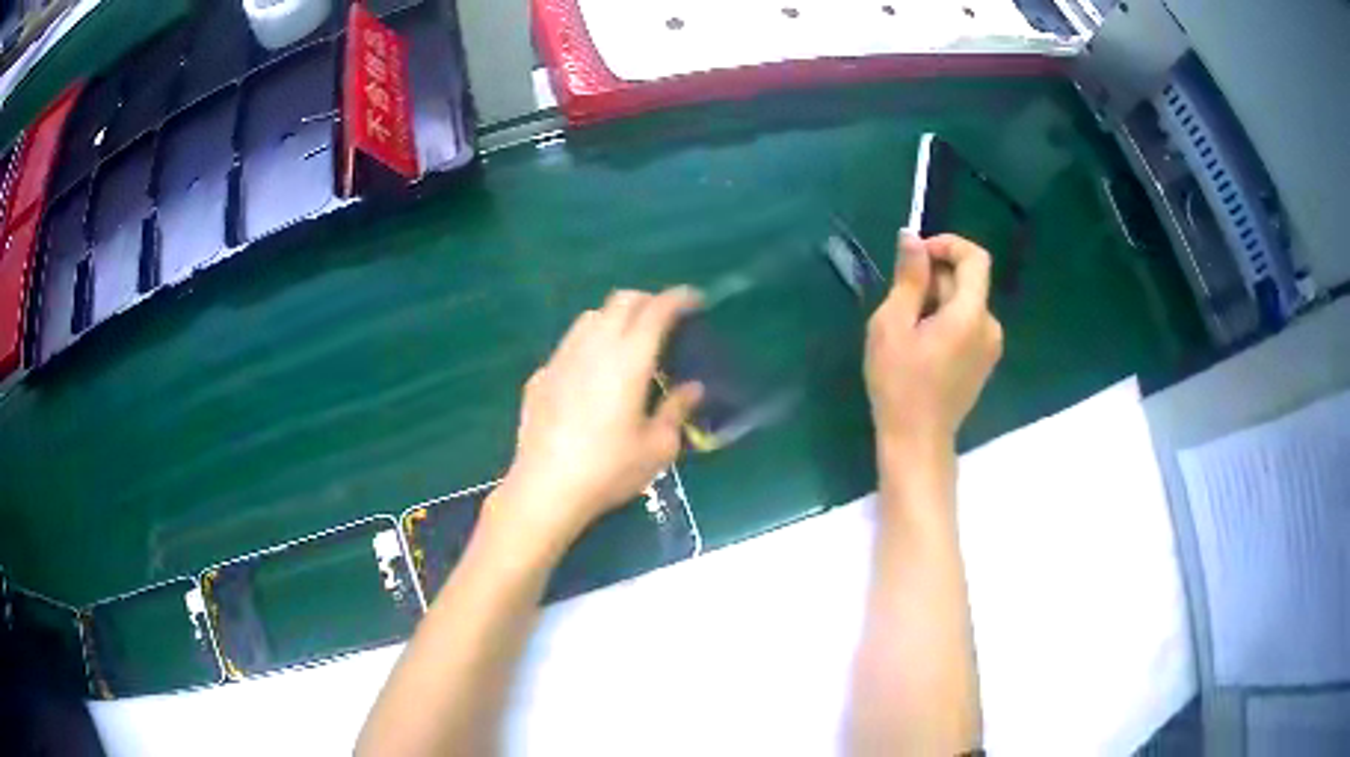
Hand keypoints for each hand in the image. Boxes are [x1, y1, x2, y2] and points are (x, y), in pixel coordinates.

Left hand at [492, 287, 703, 548]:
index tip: (694, 300)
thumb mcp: (657, 448)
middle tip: (664, 319)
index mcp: (629, 359)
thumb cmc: (609, 470)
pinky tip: (592, 375)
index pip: (656, 310)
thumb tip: (692, 388)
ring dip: (615, 318)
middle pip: (621, 301)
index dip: (678, 298)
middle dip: (647, 300)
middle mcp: (594, 346)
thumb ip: (677, 410)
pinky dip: (589, 344)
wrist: (546, 488)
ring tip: (628, 342)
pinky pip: (570, 345)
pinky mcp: (541, 376)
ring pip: (590, 317)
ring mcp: (562, 358)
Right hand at [865, 233, 1001, 454]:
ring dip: (937, 301)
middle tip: (899, 301)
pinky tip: (922, 346)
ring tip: (907, 328)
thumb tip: (912, 237)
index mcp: (971, 314)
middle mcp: (990, 326)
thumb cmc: (899, 383)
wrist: (917, 441)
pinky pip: (967, 325)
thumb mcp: (893, 324)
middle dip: (934, 278)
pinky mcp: (984, 362)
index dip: (947, 245)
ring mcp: (990, 347)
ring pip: (965, 303)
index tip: (915, 256)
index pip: (975, 257)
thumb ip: (909, 278)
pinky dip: (945, 320)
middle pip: (967, 281)